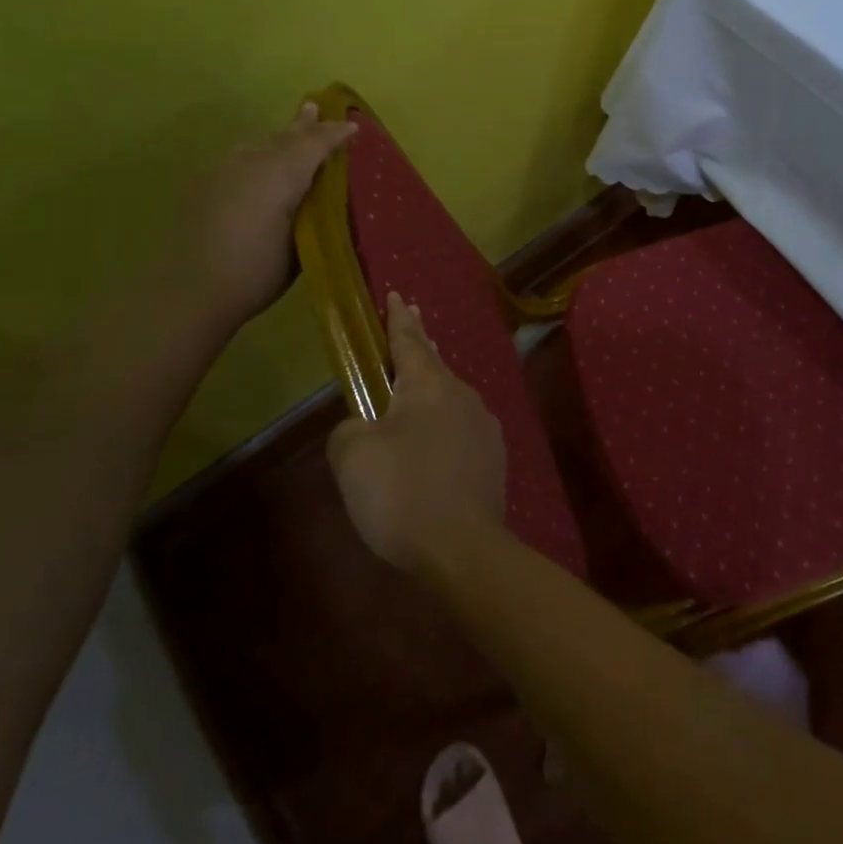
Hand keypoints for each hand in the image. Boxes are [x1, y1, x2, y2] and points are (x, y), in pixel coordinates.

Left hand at [178, 101, 354, 331]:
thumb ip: (312, 213)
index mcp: (281, 174)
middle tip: (315, 108)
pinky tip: (255, 165)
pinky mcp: (202, 187)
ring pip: (257, 145)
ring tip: (288, 132)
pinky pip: (238, 158)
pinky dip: (255, 155)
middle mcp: (251, 163)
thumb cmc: (255, 272)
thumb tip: (321, 196)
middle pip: (283, 137)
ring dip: (277, 138)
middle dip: (303, 125)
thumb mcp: (300, 245)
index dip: (334, 134)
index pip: (314, 144)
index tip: (353, 127)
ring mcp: (222, 172)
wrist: (186, 291)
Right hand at [328, 292, 506, 573]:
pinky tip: (431, 449)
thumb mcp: (351, 456)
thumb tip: (363, 428)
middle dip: (418, 343)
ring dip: (429, 392)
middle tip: (410, 321)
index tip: (396, 294)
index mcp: (428, 384)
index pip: (408, 339)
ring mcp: (484, 426)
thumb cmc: (401, 492)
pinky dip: (441, 428)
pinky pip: (459, 430)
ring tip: (411, 397)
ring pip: (448, 398)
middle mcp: (462, 394)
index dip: (397, 317)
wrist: (462, 549)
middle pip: (433, 363)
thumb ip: (349, 429)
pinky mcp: (493, 457)